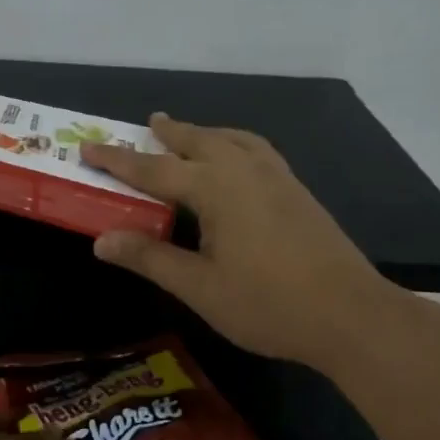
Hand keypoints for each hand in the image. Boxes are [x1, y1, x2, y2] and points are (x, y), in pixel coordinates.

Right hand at [80, 114, 393, 366]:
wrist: (350, 315)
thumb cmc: (267, 303)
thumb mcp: (198, 287)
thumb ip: (149, 258)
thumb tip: (101, 240)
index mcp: (216, 188)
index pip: (154, 169)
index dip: (118, 160)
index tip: (89, 148)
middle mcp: (245, 170)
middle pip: (198, 141)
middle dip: (169, 133)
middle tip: (148, 124)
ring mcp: (278, 178)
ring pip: (233, 140)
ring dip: (205, 133)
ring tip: (189, 134)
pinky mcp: (298, 192)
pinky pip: (256, 151)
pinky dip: (234, 144)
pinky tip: (237, 162)